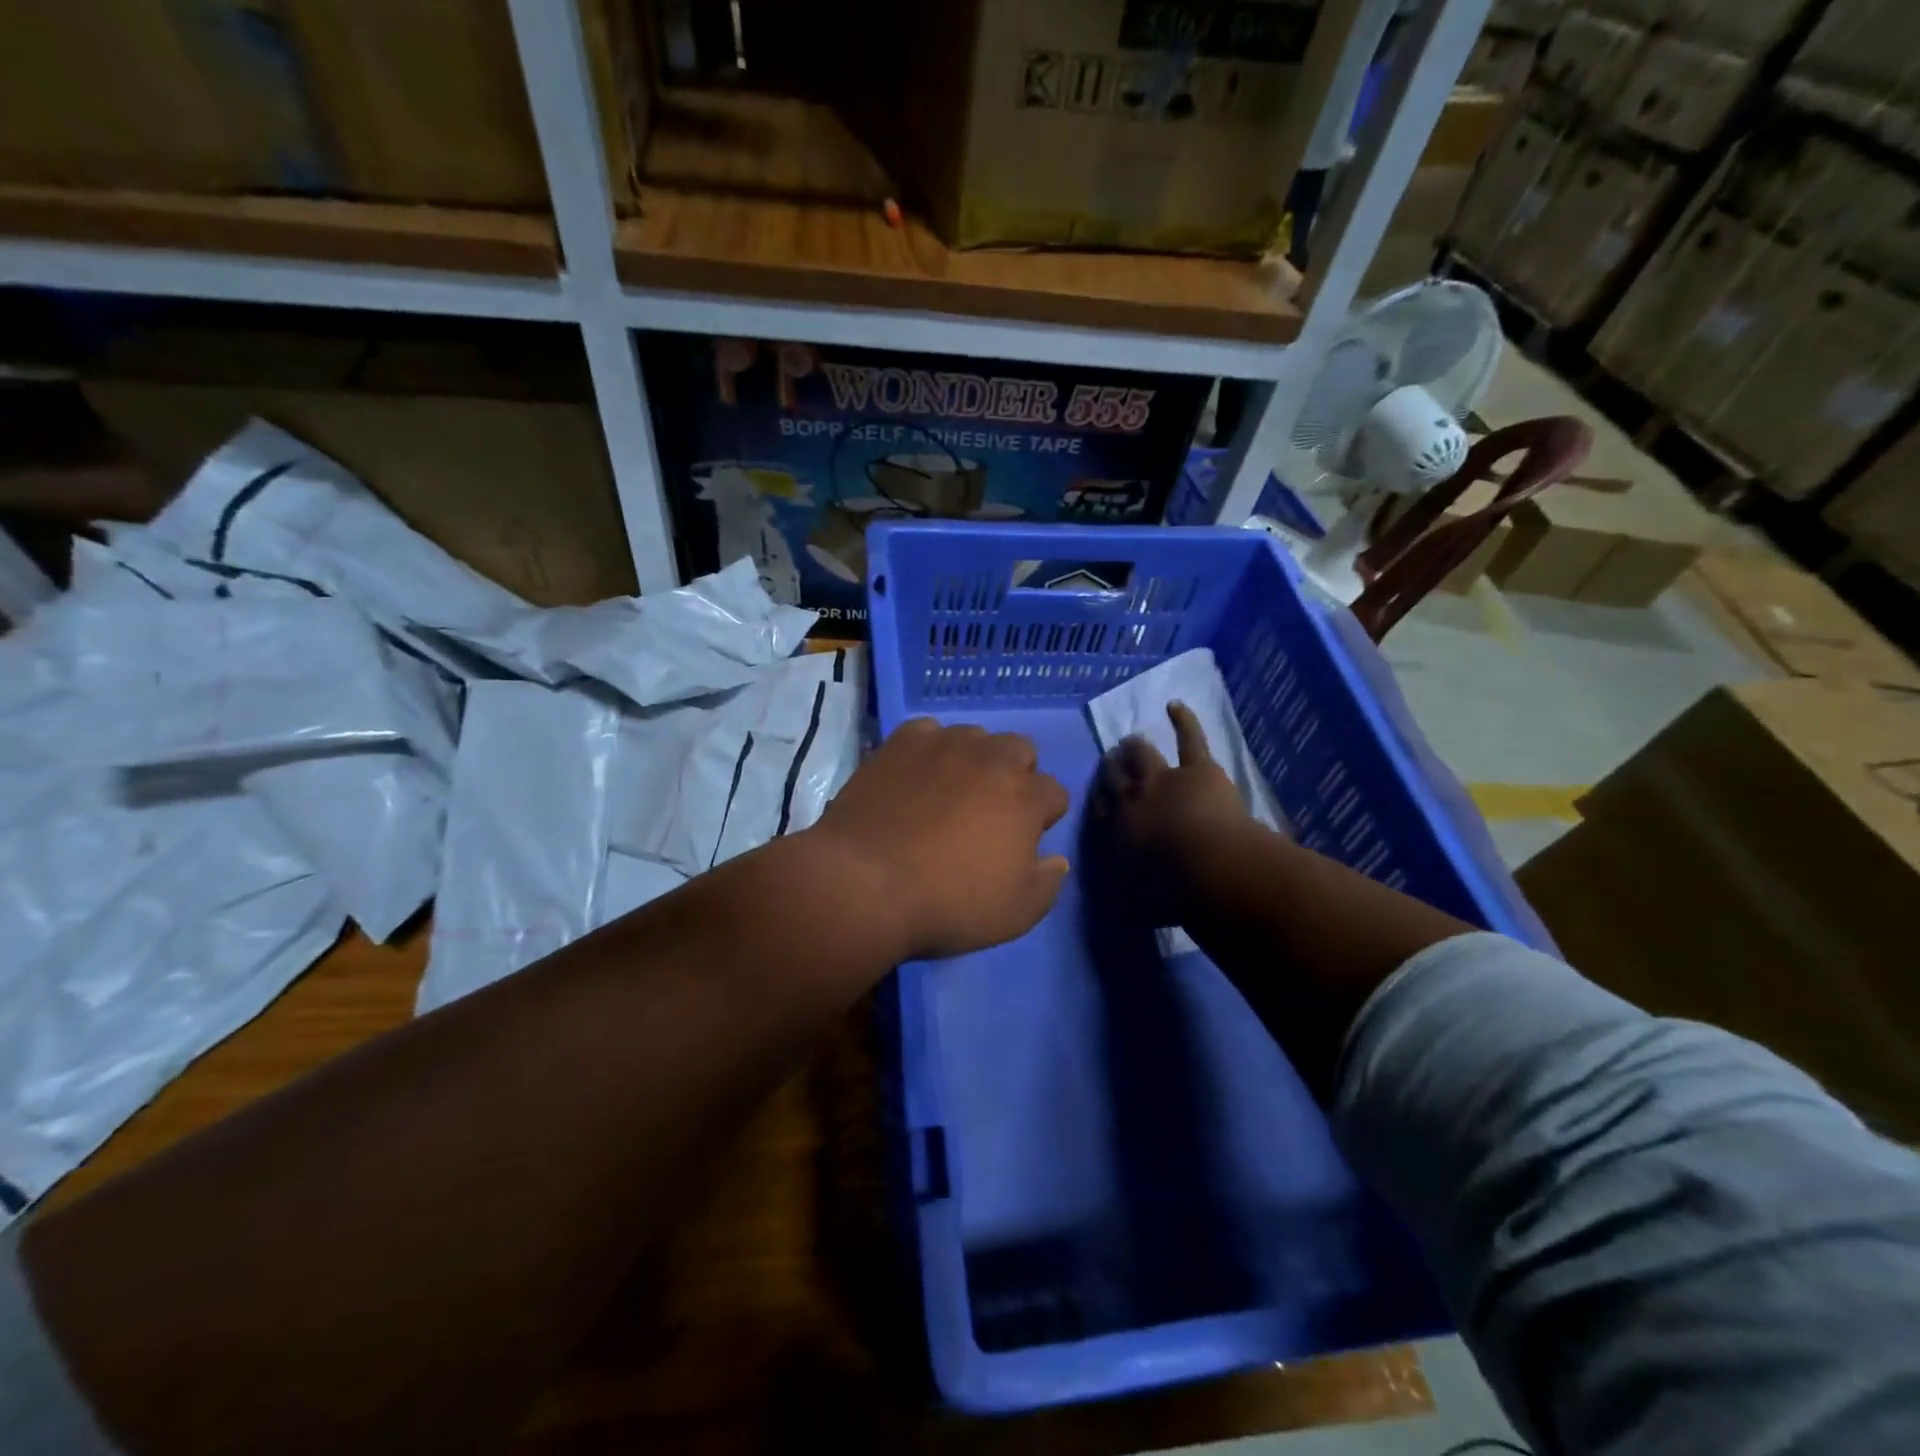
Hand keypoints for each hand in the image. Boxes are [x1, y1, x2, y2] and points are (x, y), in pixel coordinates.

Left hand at [811, 718, 1070, 960]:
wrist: (865, 884)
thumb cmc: (948, 903)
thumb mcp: (1016, 914)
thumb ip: (1047, 883)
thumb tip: (1058, 859)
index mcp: (1026, 798)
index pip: (1055, 793)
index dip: (1044, 816)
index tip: (1026, 839)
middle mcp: (992, 759)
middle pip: (1020, 750)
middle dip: (1015, 775)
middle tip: (990, 810)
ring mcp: (944, 744)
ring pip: (974, 737)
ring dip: (973, 759)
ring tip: (949, 790)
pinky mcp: (901, 742)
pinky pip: (927, 732)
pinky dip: (928, 749)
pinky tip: (914, 775)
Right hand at [1090, 702, 1252, 918]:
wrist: (1206, 867)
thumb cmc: (1170, 893)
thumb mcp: (1137, 903)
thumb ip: (1124, 900)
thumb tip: (1112, 909)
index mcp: (1116, 832)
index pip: (1100, 810)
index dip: (1099, 799)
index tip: (1098, 795)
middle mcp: (1131, 800)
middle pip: (1115, 778)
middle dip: (1112, 768)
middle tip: (1110, 761)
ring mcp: (1164, 779)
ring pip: (1143, 756)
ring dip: (1136, 747)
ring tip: (1131, 740)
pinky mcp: (1197, 770)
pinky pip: (1189, 739)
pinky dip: (1184, 721)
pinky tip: (1175, 705)